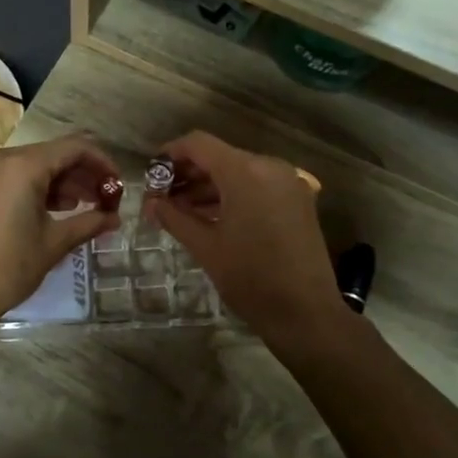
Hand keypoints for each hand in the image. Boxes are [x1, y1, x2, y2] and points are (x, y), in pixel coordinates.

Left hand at [0, 136, 120, 328]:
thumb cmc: (8, 267)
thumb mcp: (54, 244)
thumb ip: (88, 223)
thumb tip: (114, 218)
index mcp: (23, 165)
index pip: (75, 147)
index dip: (102, 162)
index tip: (118, 185)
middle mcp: (2, 158)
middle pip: (54, 154)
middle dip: (82, 173)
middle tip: (104, 199)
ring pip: (33, 165)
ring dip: (61, 181)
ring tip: (83, 207)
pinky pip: (14, 176)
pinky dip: (37, 187)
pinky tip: (53, 210)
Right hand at [146, 131, 348, 343]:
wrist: (306, 313)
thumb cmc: (250, 278)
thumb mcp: (205, 247)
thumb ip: (174, 217)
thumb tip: (151, 203)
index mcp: (245, 172)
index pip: (199, 144)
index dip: (170, 153)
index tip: (151, 174)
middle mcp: (269, 167)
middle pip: (219, 156)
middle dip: (187, 174)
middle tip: (161, 198)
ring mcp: (288, 182)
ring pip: (238, 172)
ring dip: (208, 186)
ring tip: (180, 210)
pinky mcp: (297, 200)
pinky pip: (257, 186)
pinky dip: (232, 195)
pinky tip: (210, 216)